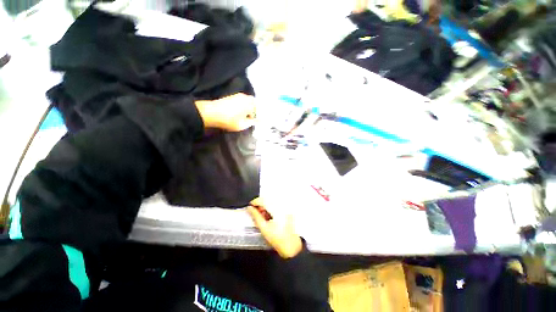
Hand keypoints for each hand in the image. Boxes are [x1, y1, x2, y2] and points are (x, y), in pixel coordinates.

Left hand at [195, 93, 255, 131]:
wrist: (211, 113)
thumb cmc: (229, 120)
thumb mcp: (243, 125)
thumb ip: (253, 122)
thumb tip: (259, 120)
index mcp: (250, 103)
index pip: (259, 110)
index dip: (258, 117)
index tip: (256, 122)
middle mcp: (246, 97)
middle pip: (254, 104)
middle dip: (254, 111)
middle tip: (251, 120)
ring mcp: (238, 95)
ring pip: (248, 102)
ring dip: (248, 109)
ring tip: (244, 117)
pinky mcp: (232, 96)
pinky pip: (242, 101)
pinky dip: (243, 106)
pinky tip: (238, 113)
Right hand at [247, 198, 302, 258]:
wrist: (291, 245)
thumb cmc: (278, 239)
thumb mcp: (264, 228)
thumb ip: (255, 216)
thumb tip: (250, 208)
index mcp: (276, 209)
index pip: (263, 200)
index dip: (255, 201)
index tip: (250, 205)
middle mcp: (282, 205)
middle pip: (268, 199)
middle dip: (259, 204)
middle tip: (254, 211)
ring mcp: (285, 207)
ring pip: (271, 201)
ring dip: (265, 206)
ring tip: (262, 215)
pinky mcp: (287, 209)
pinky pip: (276, 204)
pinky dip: (270, 208)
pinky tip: (268, 216)